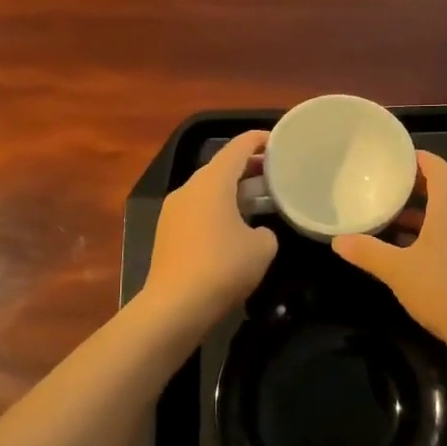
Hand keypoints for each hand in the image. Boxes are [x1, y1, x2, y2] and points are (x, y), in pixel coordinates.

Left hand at [141, 130, 278, 326]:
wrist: (175, 306)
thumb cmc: (223, 267)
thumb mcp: (262, 248)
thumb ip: (266, 231)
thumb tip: (256, 232)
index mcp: (213, 181)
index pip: (239, 147)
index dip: (260, 140)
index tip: (279, 141)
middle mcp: (189, 188)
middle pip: (222, 167)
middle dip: (249, 168)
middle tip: (275, 174)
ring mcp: (174, 210)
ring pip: (209, 189)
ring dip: (234, 190)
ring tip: (260, 200)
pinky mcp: (167, 232)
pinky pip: (198, 209)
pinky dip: (219, 209)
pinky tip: (235, 227)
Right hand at [333, 152, 446, 348]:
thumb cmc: (442, 288)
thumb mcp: (397, 269)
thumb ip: (367, 252)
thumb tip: (337, 240)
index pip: (440, 169)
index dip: (420, 159)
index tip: (397, 157)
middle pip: (445, 189)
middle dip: (418, 185)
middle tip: (389, 185)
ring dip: (423, 212)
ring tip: (392, 217)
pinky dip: (430, 233)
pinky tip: (408, 251)